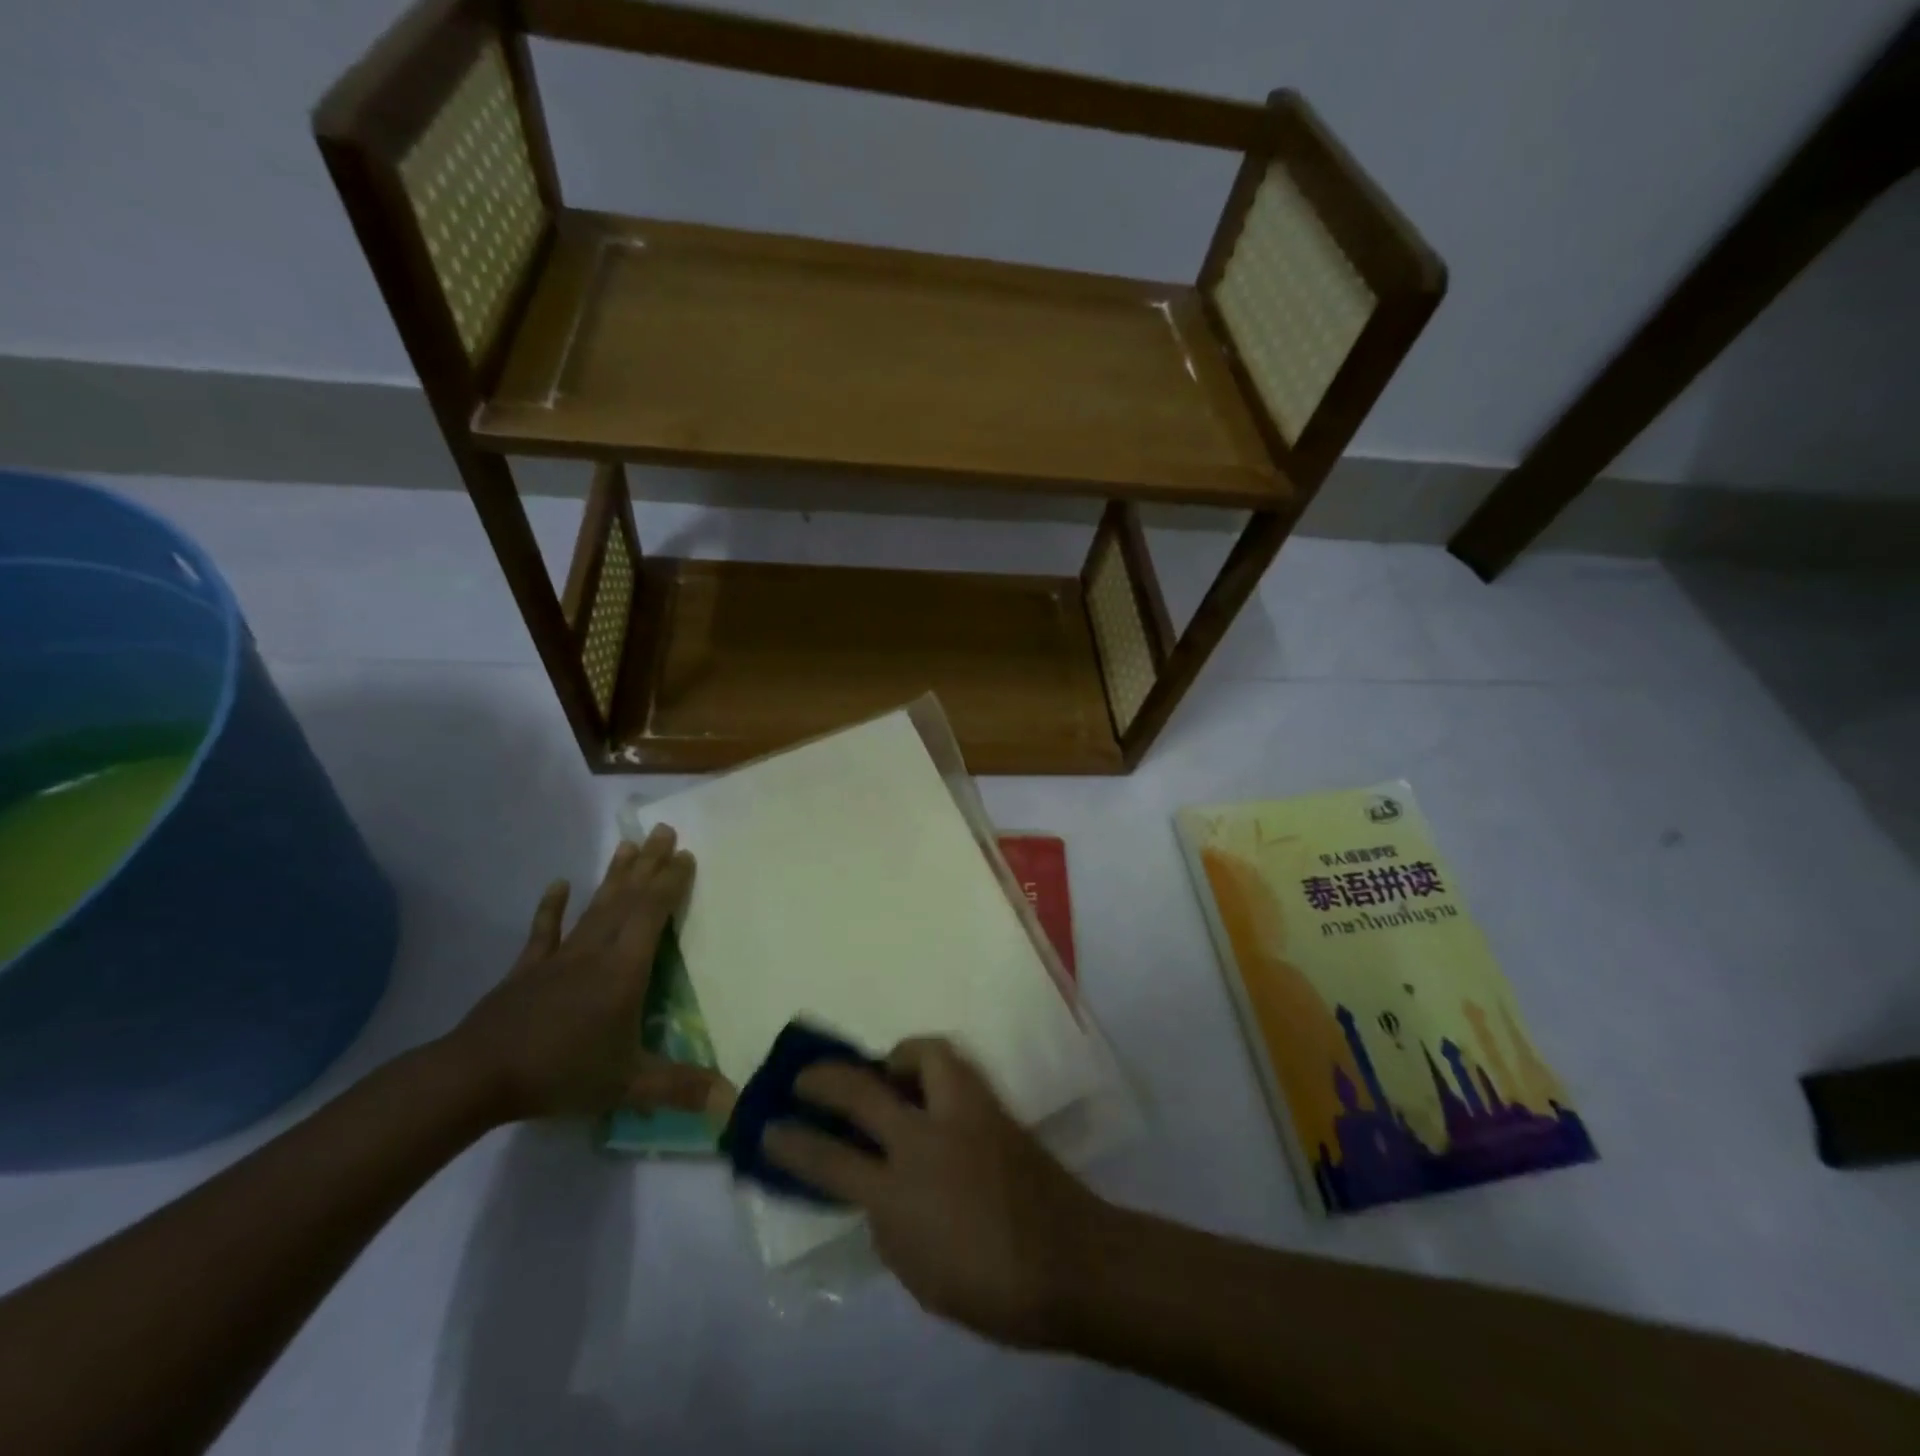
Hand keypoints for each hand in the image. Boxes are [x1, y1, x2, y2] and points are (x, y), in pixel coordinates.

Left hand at [444, 826, 719, 1122]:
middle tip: (665, 831)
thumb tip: (734, 1101)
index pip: (653, 914)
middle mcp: (596, 952)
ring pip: (594, 907)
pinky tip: (558, 883)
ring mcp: (560, 957)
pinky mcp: (528, 969)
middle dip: (649, 865)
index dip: (671, 883)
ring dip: (614, 875)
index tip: (686, 855)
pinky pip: (544, 931)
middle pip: (627, 899)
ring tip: (629, 845)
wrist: (476, 1076)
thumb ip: (680, 1088)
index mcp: (624, 970)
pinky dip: (551, 907)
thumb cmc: (561, 1072)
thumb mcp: (628, 1084)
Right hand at [764, 1038, 1106, 1347]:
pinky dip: (931, 1068)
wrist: (1068, 1260)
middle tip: (807, 1075)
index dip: (793, 1141)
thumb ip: (888, 1222)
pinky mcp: (993, 1104)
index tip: (769, 1126)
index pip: (830, 1159)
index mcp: (899, 1192)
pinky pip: (953, 1068)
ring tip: (886, 1068)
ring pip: (923, 1054)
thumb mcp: (918, 1273)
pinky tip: (928, 1087)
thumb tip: (877, 1188)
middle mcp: (925, 1139)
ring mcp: (964, 1113)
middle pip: (863, 1091)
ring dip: (895, 1055)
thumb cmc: (989, 1286)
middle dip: (825, 1078)